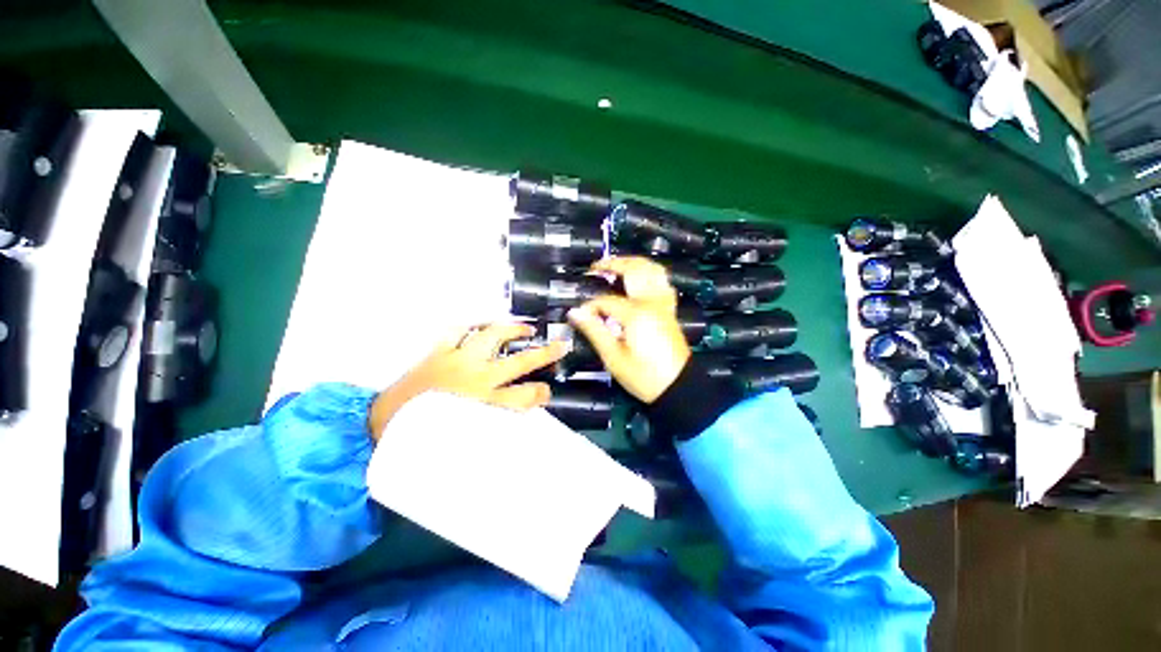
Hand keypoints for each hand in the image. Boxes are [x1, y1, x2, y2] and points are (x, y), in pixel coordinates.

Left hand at [368, 323, 567, 439]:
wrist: (382, 425)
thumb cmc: (426, 438)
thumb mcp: (467, 441)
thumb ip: (495, 430)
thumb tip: (518, 426)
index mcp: (485, 405)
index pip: (528, 397)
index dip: (542, 393)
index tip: (546, 392)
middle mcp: (478, 379)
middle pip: (521, 362)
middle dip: (545, 353)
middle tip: (561, 345)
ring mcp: (458, 360)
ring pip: (493, 336)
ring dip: (512, 329)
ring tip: (525, 327)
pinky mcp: (439, 351)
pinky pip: (458, 330)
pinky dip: (471, 325)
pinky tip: (481, 326)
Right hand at [568, 257, 691, 402]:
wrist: (679, 388)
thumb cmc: (644, 376)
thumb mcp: (614, 358)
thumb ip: (594, 331)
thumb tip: (575, 312)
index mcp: (636, 313)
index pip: (606, 300)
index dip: (590, 306)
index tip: (579, 316)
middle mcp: (652, 302)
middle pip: (633, 270)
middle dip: (612, 264)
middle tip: (595, 267)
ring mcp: (664, 304)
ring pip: (652, 270)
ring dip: (634, 263)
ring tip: (617, 265)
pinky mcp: (669, 310)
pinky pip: (662, 282)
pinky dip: (650, 274)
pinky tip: (640, 279)